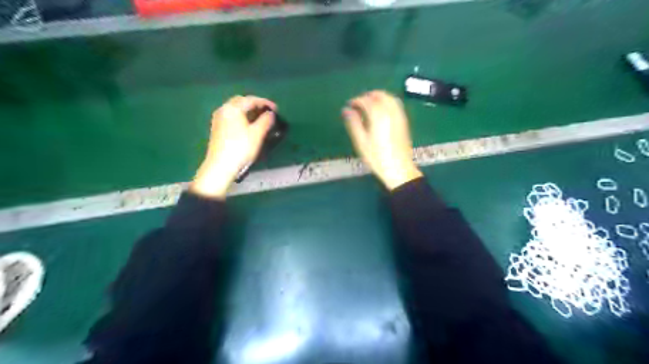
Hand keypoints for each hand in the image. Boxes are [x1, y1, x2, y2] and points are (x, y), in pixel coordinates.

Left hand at [190, 96, 275, 199]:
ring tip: (261, 119)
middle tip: (268, 112)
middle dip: (255, 105)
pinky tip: (249, 126)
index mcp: (233, 108)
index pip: (251, 100)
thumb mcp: (257, 134)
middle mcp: (223, 109)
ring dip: (249, 112)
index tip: (276, 109)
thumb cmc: (240, 148)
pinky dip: (242, 118)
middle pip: (241, 102)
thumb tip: (271, 114)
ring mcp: (219, 119)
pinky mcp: (217, 128)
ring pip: (236, 110)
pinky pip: (232, 117)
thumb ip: (266, 121)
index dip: (265, 103)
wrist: (220, 166)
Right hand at [341, 90, 424, 190]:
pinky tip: (381, 111)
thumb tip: (346, 110)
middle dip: (368, 96)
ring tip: (369, 106)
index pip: (366, 100)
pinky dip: (387, 102)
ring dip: (378, 97)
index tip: (349, 105)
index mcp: (378, 116)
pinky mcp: (404, 121)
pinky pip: (396, 104)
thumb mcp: (361, 142)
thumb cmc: (377, 157)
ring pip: (389, 98)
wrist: (399, 169)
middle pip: (380, 95)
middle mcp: (390, 112)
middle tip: (358, 104)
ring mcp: (399, 116)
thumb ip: (354, 123)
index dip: (356, 101)